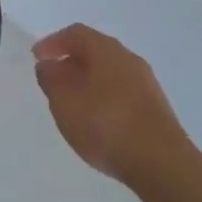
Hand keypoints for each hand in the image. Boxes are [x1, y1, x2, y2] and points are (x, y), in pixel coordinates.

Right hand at [32, 25, 186, 186]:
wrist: (165, 166)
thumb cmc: (107, 126)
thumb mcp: (64, 103)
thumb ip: (50, 80)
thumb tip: (48, 66)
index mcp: (106, 49)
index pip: (75, 34)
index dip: (53, 43)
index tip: (37, 58)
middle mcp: (129, 59)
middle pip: (95, 52)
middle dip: (71, 63)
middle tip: (54, 80)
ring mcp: (147, 85)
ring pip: (110, 74)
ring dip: (89, 83)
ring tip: (74, 104)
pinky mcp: (158, 111)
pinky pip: (123, 94)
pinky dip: (106, 100)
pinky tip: (99, 123)